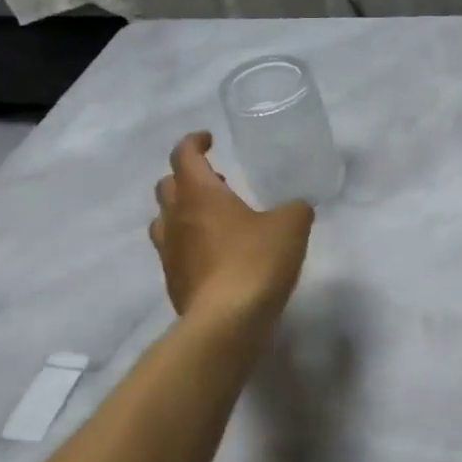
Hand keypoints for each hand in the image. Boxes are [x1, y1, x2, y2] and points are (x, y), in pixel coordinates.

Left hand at [151, 132, 312, 324]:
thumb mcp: (291, 226)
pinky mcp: (174, 282)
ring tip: (213, 219)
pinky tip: (215, 256)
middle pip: (167, 186)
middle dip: (188, 178)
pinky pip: (174, 252)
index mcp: (199, 194)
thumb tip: (296, 208)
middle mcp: (176, 218)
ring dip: (183, 212)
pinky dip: (189, 245)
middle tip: (217, 181)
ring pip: (164, 220)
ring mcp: (170, 253)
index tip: (208, 139)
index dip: (194, 142)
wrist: (227, 322)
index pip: (184, 155)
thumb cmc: (256, 261)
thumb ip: (295, 209)